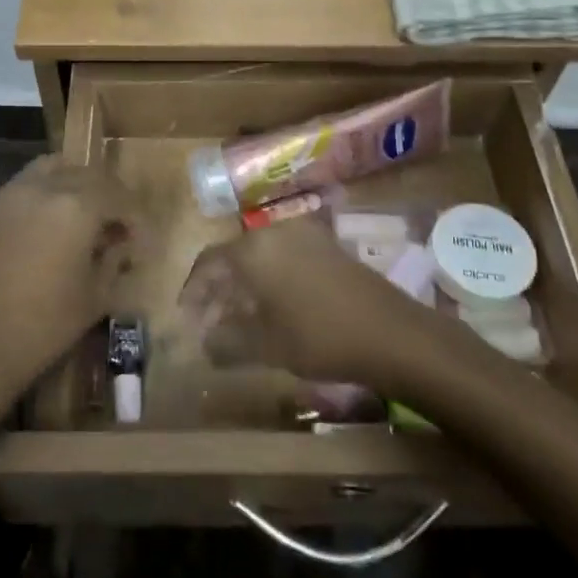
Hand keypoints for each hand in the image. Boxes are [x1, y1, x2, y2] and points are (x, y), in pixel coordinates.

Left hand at [0, 157, 141, 424]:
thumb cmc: (45, 326)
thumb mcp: (96, 296)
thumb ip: (114, 260)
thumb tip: (119, 244)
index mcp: (77, 206)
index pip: (117, 195)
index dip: (133, 216)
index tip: (137, 241)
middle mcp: (42, 188)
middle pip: (85, 173)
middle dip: (106, 194)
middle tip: (113, 224)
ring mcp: (7, 196)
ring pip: (49, 169)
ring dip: (71, 184)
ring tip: (78, 216)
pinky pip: (20, 190)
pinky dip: (40, 197)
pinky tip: (41, 230)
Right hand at [179, 217, 426, 386]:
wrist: (392, 333)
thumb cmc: (319, 337)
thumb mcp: (266, 346)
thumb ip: (227, 342)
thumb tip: (204, 342)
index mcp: (254, 249)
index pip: (208, 262)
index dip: (193, 290)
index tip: (185, 316)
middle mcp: (276, 232)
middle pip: (233, 256)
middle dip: (217, 290)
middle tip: (207, 322)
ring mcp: (305, 236)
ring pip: (259, 257)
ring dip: (243, 286)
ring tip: (235, 319)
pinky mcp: (327, 247)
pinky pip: (283, 258)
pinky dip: (268, 280)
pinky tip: (270, 308)